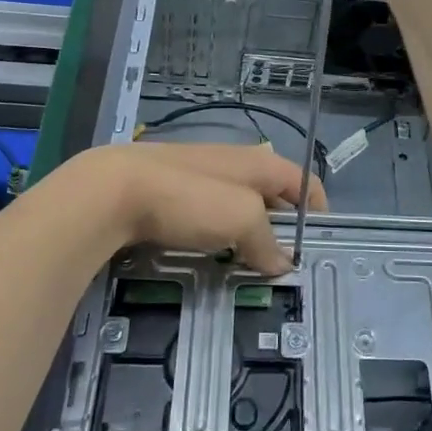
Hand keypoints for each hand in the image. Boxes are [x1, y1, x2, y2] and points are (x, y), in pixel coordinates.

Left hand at [57, 143, 326, 275]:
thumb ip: (267, 241)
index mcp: (259, 163)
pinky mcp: (173, 191)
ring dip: (247, 234)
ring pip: (238, 207)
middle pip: (272, 194)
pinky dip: (216, 234)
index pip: (303, 180)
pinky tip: (206, 255)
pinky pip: (207, 214)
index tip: (318, 244)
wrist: (113, 191)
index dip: (318, 208)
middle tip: (281, 265)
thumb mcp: (241, 219)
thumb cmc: (189, 199)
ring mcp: (201, 175)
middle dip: (281, 227)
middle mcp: (235, 163)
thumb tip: (284, 262)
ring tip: (245, 267)